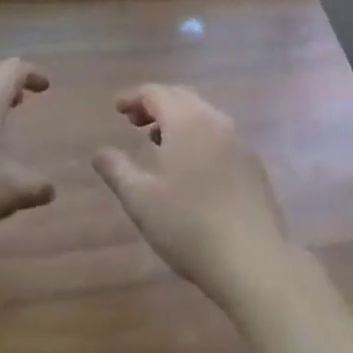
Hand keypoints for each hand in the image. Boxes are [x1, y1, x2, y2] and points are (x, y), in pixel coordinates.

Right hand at [93, 84, 290, 307]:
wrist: (253, 259)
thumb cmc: (188, 225)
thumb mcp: (140, 200)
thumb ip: (116, 170)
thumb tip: (99, 152)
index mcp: (187, 120)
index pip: (156, 93)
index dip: (134, 97)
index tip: (117, 108)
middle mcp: (215, 120)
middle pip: (181, 97)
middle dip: (156, 104)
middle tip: (134, 122)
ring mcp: (239, 141)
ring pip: (203, 115)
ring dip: (178, 120)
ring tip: (159, 143)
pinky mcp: (253, 164)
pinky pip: (219, 135)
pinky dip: (198, 136)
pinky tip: (191, 166)